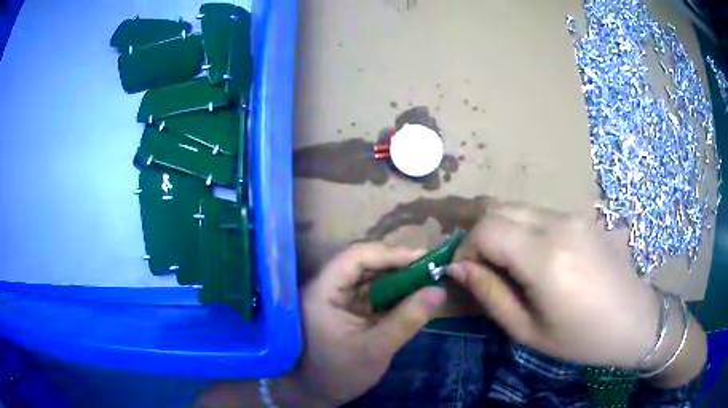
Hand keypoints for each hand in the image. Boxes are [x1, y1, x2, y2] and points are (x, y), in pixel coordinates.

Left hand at [197, 243, 445, 407]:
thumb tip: (439, 291)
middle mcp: (326, 287)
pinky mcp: (345, 307)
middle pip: (361, 262)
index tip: (421, 258)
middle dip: (395, 262)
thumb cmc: (339, 373)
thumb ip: (407, 320)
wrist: (318, 392)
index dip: (388, 254)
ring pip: (367, 274)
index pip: (354, 257)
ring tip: (424, 276)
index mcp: (323, 292)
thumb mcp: (376, 349)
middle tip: (427, 266)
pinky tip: (410, 293)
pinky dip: (391, 290)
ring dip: (395, 274)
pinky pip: (370, 290)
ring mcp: (336, 297)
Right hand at [448, 203, 660, 368]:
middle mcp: (558, 224)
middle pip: (499, 209)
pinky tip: (536, 258)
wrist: (634, 321)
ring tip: (507, 264)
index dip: (465, 249)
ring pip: (519, 208)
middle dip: (480, 236)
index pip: (486, 229)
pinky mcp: (584, 217)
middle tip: (482, 268)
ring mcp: (574, 215)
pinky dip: (524, 229)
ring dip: (502, 231)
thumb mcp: (528, 331)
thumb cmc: (582, 338)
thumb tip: (458, 268)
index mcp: (545, 256)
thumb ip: (490, 295)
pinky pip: (541, 214)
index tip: (464, 273)